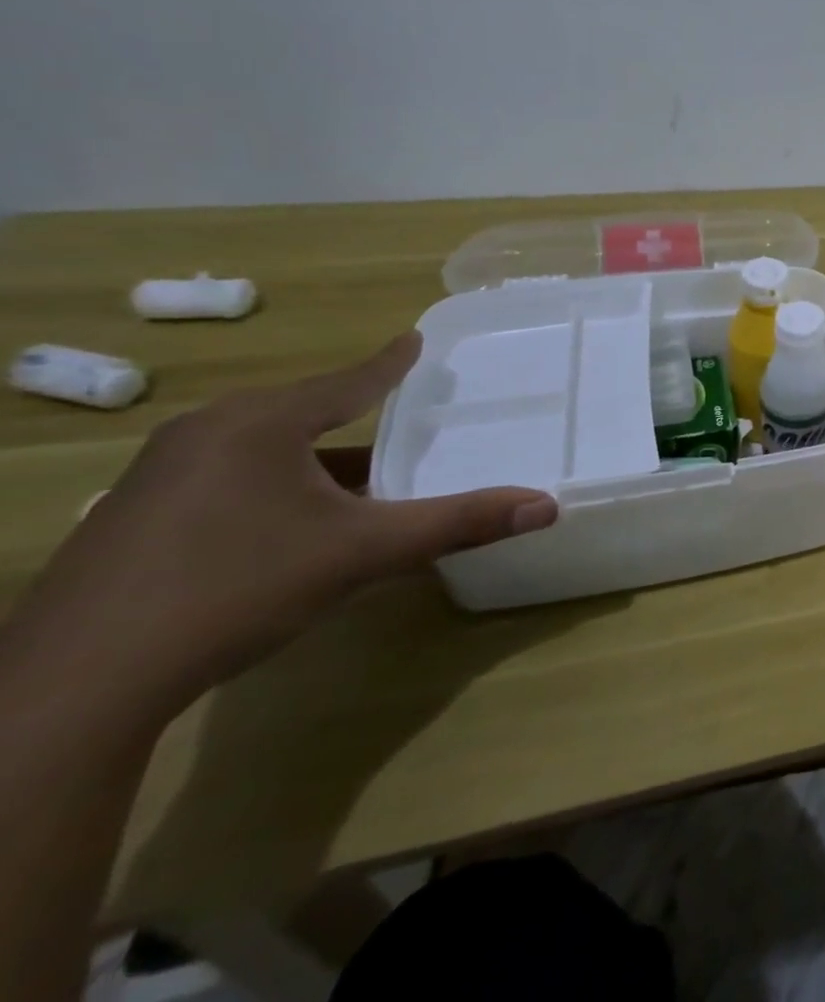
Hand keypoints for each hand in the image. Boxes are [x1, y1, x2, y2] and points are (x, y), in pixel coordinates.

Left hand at [4, 334, 556, 723]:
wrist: (73, 687)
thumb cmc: (236, 588)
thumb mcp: (363, 553)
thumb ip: (458, 523)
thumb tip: (548, 506)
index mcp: (260, 424)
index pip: (348, 381)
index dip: (390, 363)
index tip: (415, 339)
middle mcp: (205, 434)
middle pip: (303, 411)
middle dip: (354, 414)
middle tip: (401, 414)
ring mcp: (158, 476)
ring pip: (263, 448)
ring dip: (316, 458)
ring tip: (360, 478)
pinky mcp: (131, 518)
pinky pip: (227, 478)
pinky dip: (274, 485)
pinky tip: (291, 524)